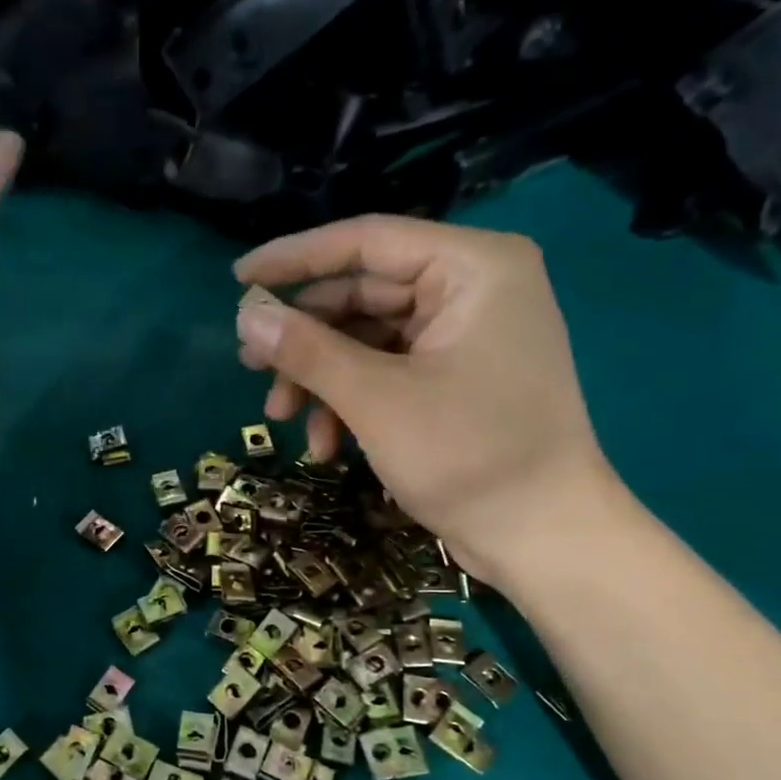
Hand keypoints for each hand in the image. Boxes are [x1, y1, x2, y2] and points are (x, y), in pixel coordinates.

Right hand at [234, 215, 625, 586]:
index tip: (238, 279)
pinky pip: (387, 372)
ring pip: (367, 340)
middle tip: (250, 368)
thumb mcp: (376, 399)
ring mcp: (465, 337)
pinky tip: (326, 445)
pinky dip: (351, 402)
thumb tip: (244, 318)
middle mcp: (472, 289)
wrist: (542, 537)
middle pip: (362, 295)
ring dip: (321, 380)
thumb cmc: (468, 455)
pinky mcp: (456, 379)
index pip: (366, 242)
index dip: (295, 259)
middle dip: (305, 340)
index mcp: (472, 268)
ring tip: (281, 418)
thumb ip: (307, 351)